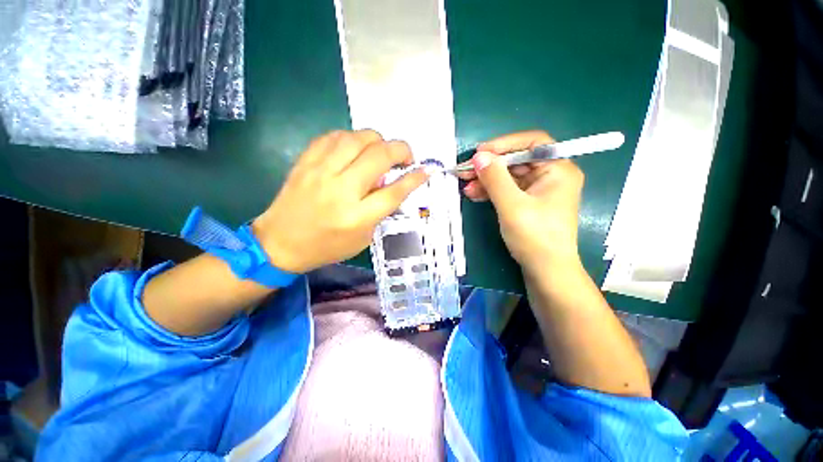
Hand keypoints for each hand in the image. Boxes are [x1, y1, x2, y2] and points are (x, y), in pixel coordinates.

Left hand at [252, 130, 429, 272]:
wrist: (280, 243)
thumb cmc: (327, 246)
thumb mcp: (363, 237)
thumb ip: (380, 210)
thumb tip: (392, 183)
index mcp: (357, 217)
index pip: (394, 192)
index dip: (414, 178)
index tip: (425, 170)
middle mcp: (341, 191)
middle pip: (379, 156)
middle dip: (401, 150)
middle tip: (405, 157)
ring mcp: (321, 172)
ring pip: (358, 138)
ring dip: (378, 140)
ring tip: (381, 151)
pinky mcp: (306, 162)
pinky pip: (334, 136)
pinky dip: (352, 138)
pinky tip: (357, 148)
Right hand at [460, 130, 583, 273]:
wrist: (546, 271)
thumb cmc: (534, 237)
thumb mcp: (512, 205)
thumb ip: (495, 178)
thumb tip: (479, 156)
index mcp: (558, 169)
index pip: (532, 143)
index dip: (504, 144)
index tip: (480, 152)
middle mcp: (551, 176)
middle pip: (517, 160)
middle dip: (490, 166)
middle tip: (466, 171)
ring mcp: (539, 191)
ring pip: (509, 177)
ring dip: (487, 180)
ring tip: (466, 187)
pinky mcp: (529, 204)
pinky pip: (508, 190)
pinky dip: (492, 191)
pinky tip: (475, 194)